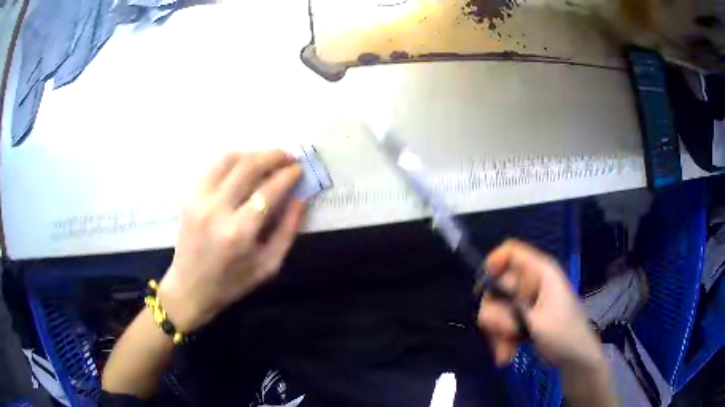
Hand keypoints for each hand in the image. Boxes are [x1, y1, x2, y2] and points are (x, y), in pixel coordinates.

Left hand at [158, 151, 305, 332]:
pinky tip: (245, 166)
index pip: (268, 190)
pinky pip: (214, 167)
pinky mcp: (189, 196)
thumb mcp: (268, 266)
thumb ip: (287, 231)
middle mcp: (217, 209)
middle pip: (248, 166)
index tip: (299, 169)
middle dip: (273, 156)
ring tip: (268, 158)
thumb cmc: (231, 283)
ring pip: (229, 159)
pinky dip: (234, 160)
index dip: (288, 176)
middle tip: (288, 157)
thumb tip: (300, 198)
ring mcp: (199, 199)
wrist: (189, 288)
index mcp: (239, 232)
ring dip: (253, 153)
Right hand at [477, 240, 603, 371]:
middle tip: (506, 333)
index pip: (511, 252)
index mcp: (540, 273)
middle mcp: (531, 283)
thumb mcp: (536, 324)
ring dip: (498, 333)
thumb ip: (507, 315)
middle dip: (496, 315)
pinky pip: (502, 324)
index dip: (493, 263)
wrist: (576, 358)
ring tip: (506, 353)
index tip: (484, 289)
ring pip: (497, 310)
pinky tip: (506, 355)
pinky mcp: (523, 319)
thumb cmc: (564, 335)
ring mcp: (526, 302)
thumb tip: (482, 310)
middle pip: (498, 287)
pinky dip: (501, 340)